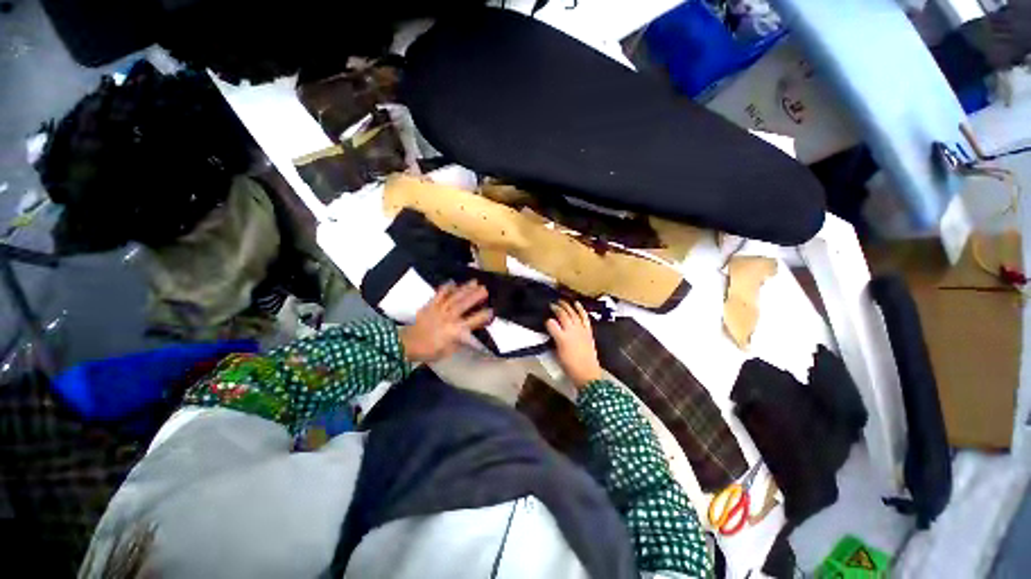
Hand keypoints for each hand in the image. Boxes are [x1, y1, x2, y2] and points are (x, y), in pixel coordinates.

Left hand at [400, 281, 492, 362]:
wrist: (407, 344)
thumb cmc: (430, 350)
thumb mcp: (449, 351)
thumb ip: (460, 341)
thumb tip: (469, 333)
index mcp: (455, 331)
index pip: (473, 321)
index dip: (483, 316)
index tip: (492, 311)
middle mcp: (448, 318)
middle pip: (464, 305)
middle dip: (475, 296)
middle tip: (485, 289)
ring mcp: (439, 310)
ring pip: (454, 297)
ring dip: (465, 289)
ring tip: (475, 282)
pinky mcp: (430, 305)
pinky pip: (439, 295)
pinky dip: (445, 288)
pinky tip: (452, 282)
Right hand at [546, 301, 602, 388]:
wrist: (587, 373)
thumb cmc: (569, 366)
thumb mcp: (557, 354)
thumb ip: (554, 340)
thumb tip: (552, 331)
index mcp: (561, 338)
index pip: (551, 324)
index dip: (547, 321)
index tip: (545, 320)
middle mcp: (571, 330)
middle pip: (563, 315)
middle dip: (556, 308)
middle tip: (552, 304)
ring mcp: (581, 329)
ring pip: (573, 313)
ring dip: (567, 306)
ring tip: (562, 301)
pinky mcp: (588, 331)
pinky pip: (584, 317)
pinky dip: (581, 309)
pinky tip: (577, 304)